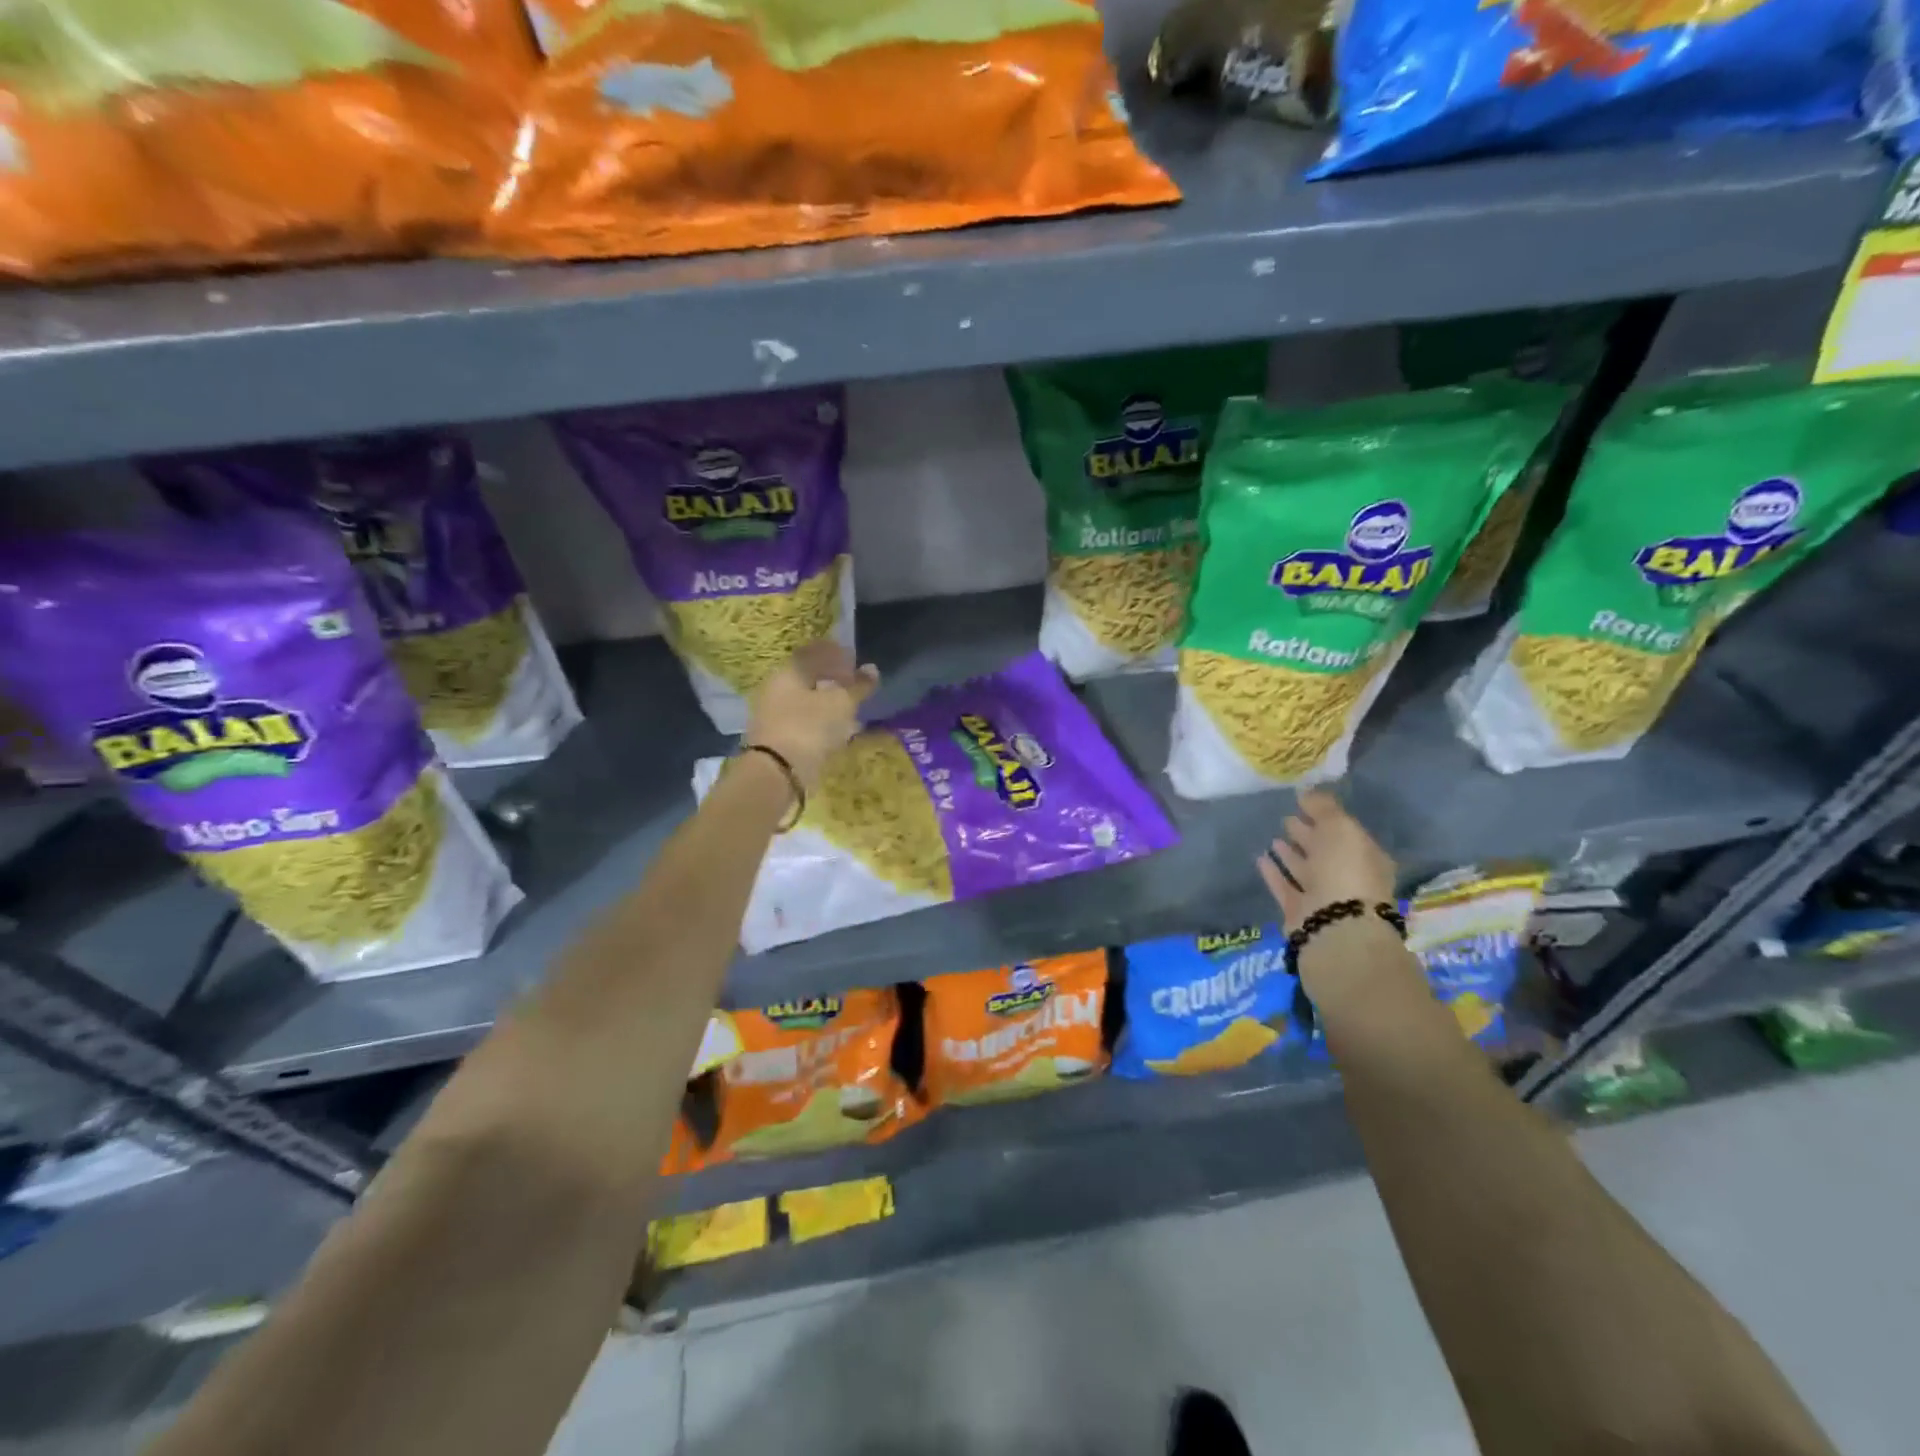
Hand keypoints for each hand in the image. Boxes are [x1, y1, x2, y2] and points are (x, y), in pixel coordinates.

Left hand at [745, 643, 878, 792]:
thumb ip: (858, 686)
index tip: (856, 662)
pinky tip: (838, 733)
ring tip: (852, 713)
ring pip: (807, 703)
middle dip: (833, 681)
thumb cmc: (809, 727)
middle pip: (809, 678)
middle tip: (856, 688)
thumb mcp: (840, 703)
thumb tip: (872, 669)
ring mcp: (774, 716)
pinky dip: (822, 724)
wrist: (778, 773)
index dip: (836, 655)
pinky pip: (805, 724)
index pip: (813, 653)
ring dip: (829, 705)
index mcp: (788, 672)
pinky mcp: (779, 740)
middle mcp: (776, 690)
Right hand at [1256, 787, 1396, 931]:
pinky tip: (1260, 857)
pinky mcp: (1299, 912)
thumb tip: (1307, 792)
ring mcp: (1324, 897)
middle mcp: (1348, 878)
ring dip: (1290, 854)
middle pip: (1326, 852)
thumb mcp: (1340, 828)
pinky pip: (1284, 886)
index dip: (1326, 817)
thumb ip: (1324, 808)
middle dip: (1308, 835)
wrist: (1335, 925)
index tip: (1303, 803)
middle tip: (1287, 818)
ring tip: (1274, 836)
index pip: (1346, 833)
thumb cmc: (1345, 870)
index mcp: (1367, 858)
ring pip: (1305, 870)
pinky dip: (1273, 872)